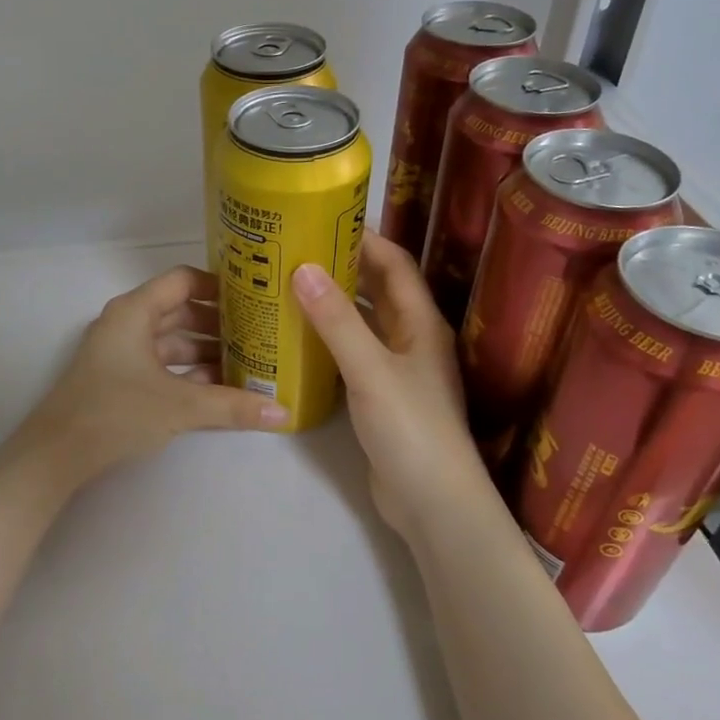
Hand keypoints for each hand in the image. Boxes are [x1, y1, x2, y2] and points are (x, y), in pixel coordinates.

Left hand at [15, 264, 287, 490]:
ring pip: (171, 342)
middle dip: (219, 324)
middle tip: (259, 334)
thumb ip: (233, 406)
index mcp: (135, 312)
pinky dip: (187, 373)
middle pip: (180, 311)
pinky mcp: (118, 379)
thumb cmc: (117, 411)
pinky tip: (218, 389)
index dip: (219, 286)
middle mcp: (126, 324)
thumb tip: (283, 413)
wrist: (57, 453)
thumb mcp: (181, 406)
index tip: (253, 298)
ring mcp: (120, 353)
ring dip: (205, 351)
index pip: (183, 281)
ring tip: (247, 363)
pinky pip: (161, 365)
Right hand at [293, 234, 493, 543]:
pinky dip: (329, 340)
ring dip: (333, 304)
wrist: (430, 500)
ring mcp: (396, 369)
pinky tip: (298, 340)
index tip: (321, 219)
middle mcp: (411, 339)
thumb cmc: (410, 428)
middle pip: (377, 290)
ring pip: (363, 323)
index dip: (364, 238)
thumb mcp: (371, 369)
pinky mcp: (380, 396)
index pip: (394, 264)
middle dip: (342, 267)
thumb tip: (302, 269)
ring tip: (288, 287)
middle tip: (294, 251)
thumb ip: (337, 321)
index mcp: (420, 323)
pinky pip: (353, 354)